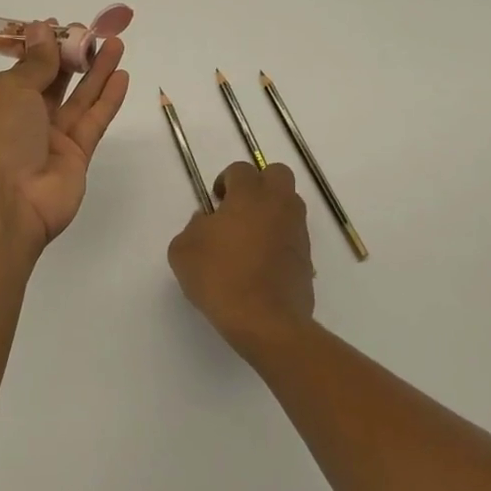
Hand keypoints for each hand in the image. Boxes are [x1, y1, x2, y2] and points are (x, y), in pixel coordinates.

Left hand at [0, 20, 129, 251]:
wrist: (7, 204)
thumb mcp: (12, 90)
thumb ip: (36, 62)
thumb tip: (42, 27)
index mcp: (3, 101)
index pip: (27, 68)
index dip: (44, 47)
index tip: (62, 26)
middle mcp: (28, 118)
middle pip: (55, 81)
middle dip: (73, 55)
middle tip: (94, 32)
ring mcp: (53, 139)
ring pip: (80, 99)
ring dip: (97, 72)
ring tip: (116, 44)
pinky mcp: (78, 156)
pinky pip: (94, 121)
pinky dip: (108, 99)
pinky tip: (122, 77)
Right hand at [169, 162, 314, 357]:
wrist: (265, 321)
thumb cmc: (220, 278)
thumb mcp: (183, 250)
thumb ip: (193, 227)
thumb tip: (207, 221)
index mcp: (249, 196)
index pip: (242, 169)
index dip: (226, 180)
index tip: (215, 202)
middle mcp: (279, 205)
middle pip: (277, 174)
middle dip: (258, 183)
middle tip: (238, 208)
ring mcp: (297, 231)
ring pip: (289, 204)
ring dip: (271, 211)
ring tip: (249, 238)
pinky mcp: (307, 257)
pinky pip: (293, 235)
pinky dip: (279, 240)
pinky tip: (260, 263)